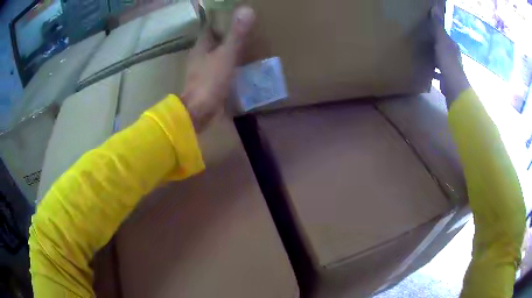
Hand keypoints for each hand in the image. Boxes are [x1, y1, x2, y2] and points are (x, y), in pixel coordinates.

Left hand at [181, 6, 254, 131]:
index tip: (235, 15)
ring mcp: (202, 70)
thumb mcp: (226, 55)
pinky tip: (241, 65)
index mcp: (201, 46)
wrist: (199, 112)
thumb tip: (247, 9)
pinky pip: (219, 68)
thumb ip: (236, 34)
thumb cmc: (210, 81)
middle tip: (246, 29)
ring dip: (228, 50)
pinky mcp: (207, 82)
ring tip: (247, 44)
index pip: (210, 27)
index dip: (221, 20)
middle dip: (227, 34)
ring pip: (217, 54)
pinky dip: (229, 64)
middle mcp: (199, 55)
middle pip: (214, 40)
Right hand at [431, 7, 470, 106]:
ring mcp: (451, 70)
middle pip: (443, 48)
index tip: (427, 27)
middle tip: (422, 40)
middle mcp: (453, 57)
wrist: (454, 88)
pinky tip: (426, 71)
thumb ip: (438, 26)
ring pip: (441, 60)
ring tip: (422, 54)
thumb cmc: (448, 63)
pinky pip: (438, 73)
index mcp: (452, 47)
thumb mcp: (442, 41)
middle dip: (435, 44)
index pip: (445, 36)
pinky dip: (433, 71)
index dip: (437, 31)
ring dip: (434, 57)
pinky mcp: (447, 81)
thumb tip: (434, 7)